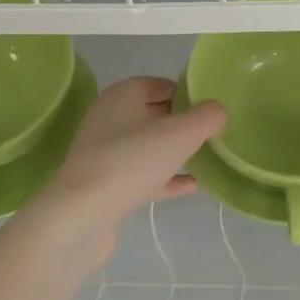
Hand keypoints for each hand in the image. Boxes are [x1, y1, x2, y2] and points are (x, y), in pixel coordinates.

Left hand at [23, 77, 225, 261]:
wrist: (82, 216)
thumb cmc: (132, 161)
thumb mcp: (180, 133)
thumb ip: (206, 117)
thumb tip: (218, 111)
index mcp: (121, 96)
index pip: (158, 84)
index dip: (186, 93)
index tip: (211, 110)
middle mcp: (109, 119)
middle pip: (152, 114)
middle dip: (181, 123)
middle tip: (212, 135)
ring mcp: (104, 154)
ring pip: (147, 146)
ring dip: (174, 152)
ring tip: (205, 159)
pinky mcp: (105, 186)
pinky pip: (142, 175)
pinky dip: (165, 178)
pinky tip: (191, 186)